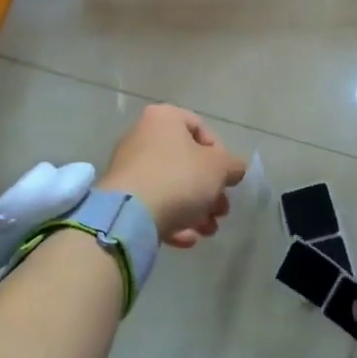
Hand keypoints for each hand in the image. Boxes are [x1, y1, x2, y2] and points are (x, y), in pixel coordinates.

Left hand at [99, 104, 246, 248]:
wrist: (129, 215)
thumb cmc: (179, 179)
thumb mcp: (219, 168)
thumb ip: (233, 166)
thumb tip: (234, 169)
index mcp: (164, 118)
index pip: (201, 129)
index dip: (221, 155)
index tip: (226, 179)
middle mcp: (143, 136)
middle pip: (187, 162)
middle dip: (209, 190)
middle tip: (221, 211)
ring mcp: (129, 167)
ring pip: (172, 186)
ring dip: (195, 210)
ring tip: (208, 230)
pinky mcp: (121, 196)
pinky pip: (154, 204)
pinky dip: (172, 219)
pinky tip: (186, 239)